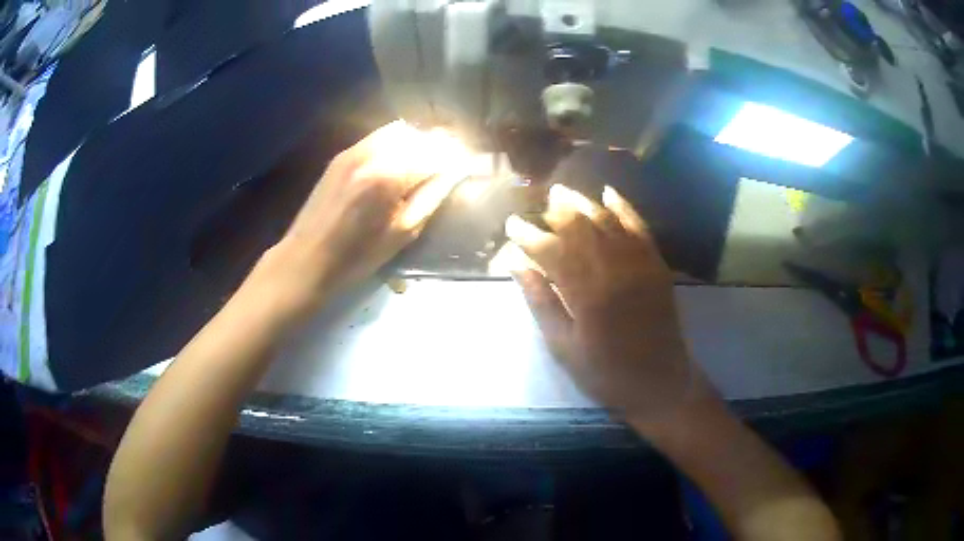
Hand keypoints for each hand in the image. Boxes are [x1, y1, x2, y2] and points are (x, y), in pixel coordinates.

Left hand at [250, 121, 468, 318]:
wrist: (307, 258)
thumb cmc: (357, 256)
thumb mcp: (403, 232)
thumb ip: (432, 195)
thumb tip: (456, 171)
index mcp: (389, 176)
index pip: (436, 152)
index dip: (457, 156)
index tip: (470, 163)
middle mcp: (372, 153)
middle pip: (420, 135)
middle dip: (440, 145)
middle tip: (451, 164)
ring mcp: (354, 150)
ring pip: (400, 131)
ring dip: (419, 141)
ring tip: (427, 162)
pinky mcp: (343, 154)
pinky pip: (379, 137)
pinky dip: (398, 143)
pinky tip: (400, 162)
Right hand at [506, 184, 707, 418]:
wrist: (660, 382)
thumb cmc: (605, 372)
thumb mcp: (563, 347)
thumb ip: (540, 301)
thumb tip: (516, 264)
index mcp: (587, 295)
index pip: (551, 251)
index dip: (528, 235)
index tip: (511, 226)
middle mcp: (614, 271)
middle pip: (581, 227)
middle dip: (556, 211)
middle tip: (537, 205)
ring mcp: (639, 264)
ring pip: (608, 221)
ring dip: (583, 204)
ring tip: (563, 193)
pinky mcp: (656, 265)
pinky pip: (639, 227)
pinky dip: (623, 208)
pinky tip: (608, 193)